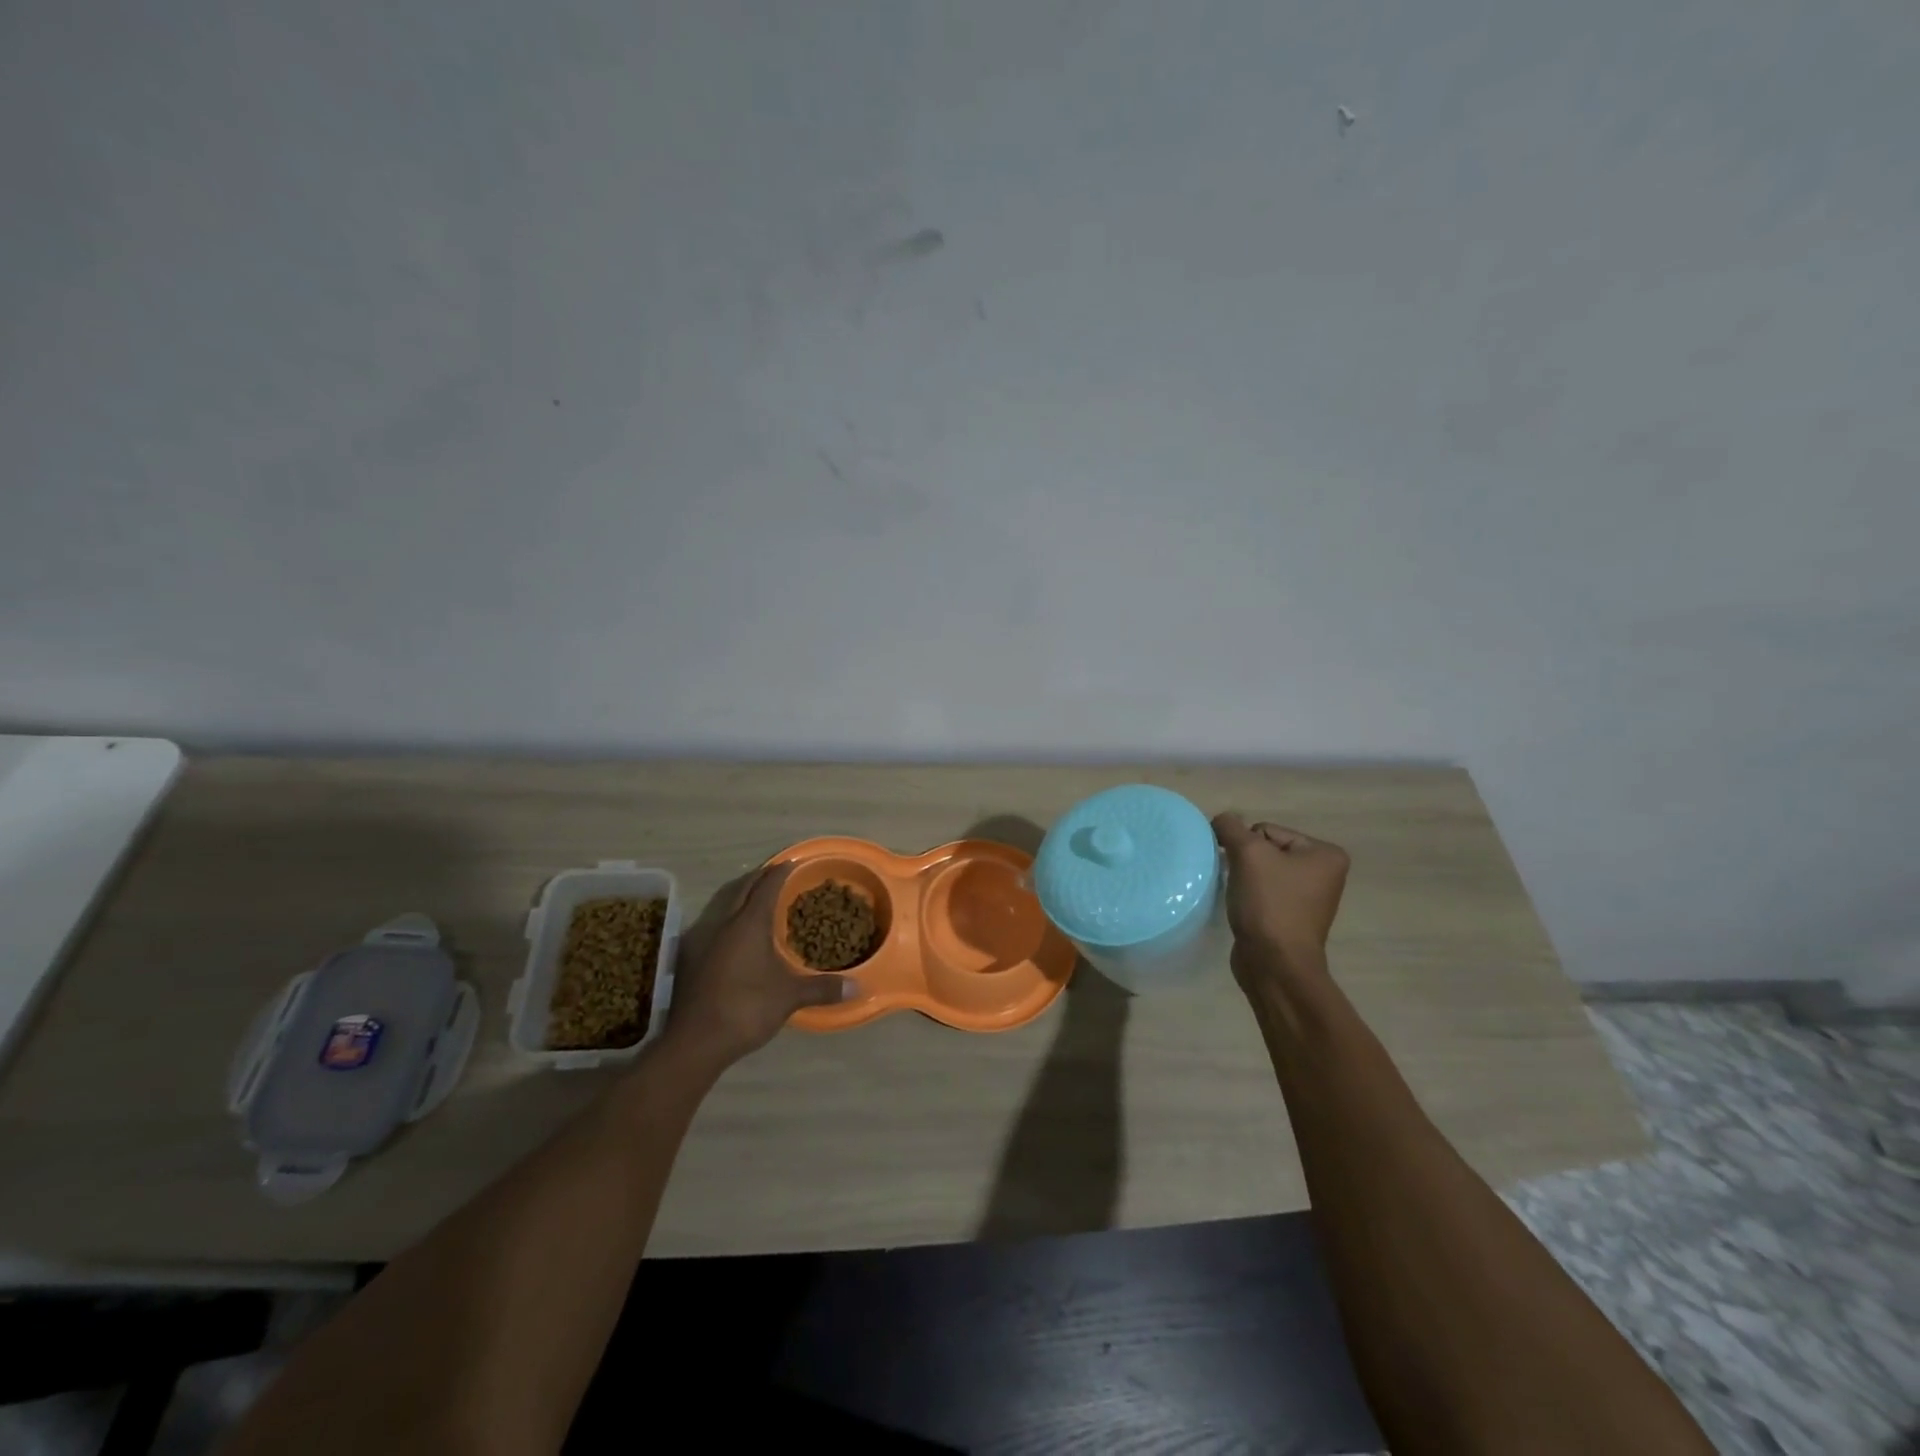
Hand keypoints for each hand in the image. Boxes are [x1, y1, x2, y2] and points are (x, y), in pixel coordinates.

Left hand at [661, 864, 853, 1068]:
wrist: (695, 1041)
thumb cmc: (746, 1008)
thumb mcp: (789, 997)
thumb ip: (822, 988)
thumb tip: (858, 987)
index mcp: (749, 923)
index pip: (767, 887)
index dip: (780, 873)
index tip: (791, 863)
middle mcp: (723, 923)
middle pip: (741, 888)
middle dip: (759, 877)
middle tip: (775, 874)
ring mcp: (702, 939)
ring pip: (723, 903)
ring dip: (740, 895)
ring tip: (756, 898)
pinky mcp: (690, 957)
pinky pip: (712, 922)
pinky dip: (727, 916)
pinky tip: (734, 932)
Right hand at [1212, 814, 1349, 976]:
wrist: (1274, 964)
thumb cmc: (1269, 904)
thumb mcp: (1248, 853)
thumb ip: (1230, 827)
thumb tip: (1222, 821)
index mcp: (1325, 853)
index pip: (1267, 830)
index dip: (1247, 847)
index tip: (1246, 870)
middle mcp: (1323, 872)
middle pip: (1265, 848)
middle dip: (1246, 862)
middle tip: (1241, 883)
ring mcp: (1309, 896)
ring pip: (1261, 870)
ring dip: (1244, 878)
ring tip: (1241, 897)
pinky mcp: (1291, 915)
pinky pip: (1262, 891)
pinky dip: (1248, 895)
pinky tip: (1244, 907)